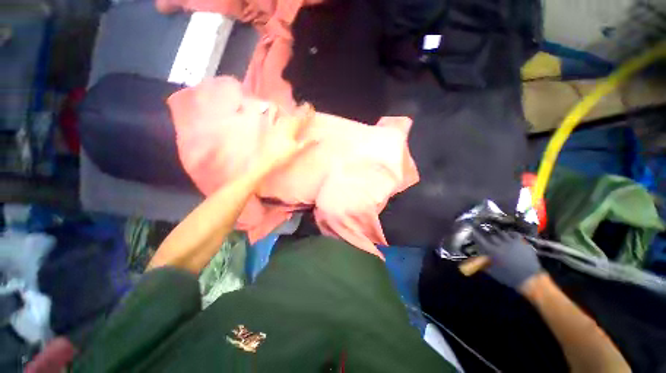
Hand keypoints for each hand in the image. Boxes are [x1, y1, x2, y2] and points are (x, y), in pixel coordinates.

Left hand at [255, 103, 315, 172]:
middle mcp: (285, 126)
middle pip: (295, 116)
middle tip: (307, 104)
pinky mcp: (269, 129)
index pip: (302, 120)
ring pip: (285, 115)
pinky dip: (273, 112)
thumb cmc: (283, 156)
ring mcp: (276, 126)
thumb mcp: (297, 150)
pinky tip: (275, 106)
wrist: (266, 159)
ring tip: (295, 103)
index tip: (312, 108)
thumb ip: (307, 143)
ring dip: (291, 109)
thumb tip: (318, 139)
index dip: (307, 114)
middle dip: (301, 110)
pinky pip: (271, 118)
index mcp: (293, 131)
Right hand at [471, 229, 542, 290]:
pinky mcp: (521, 242)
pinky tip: (509, 236)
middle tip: (488, 240)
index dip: (475, 234)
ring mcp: (511, 242)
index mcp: (491, 251)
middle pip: (491, 236)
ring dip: (499, 236)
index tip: (472, 231)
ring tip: (498, 238)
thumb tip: (473, 259)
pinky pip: (513, 234)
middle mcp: (500, 244)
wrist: (530, 279)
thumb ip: (482, 264)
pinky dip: (510, 234)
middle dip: (488, 237)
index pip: (480, 239)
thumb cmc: (509, 277)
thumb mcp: (493, 272)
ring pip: (501, 234)